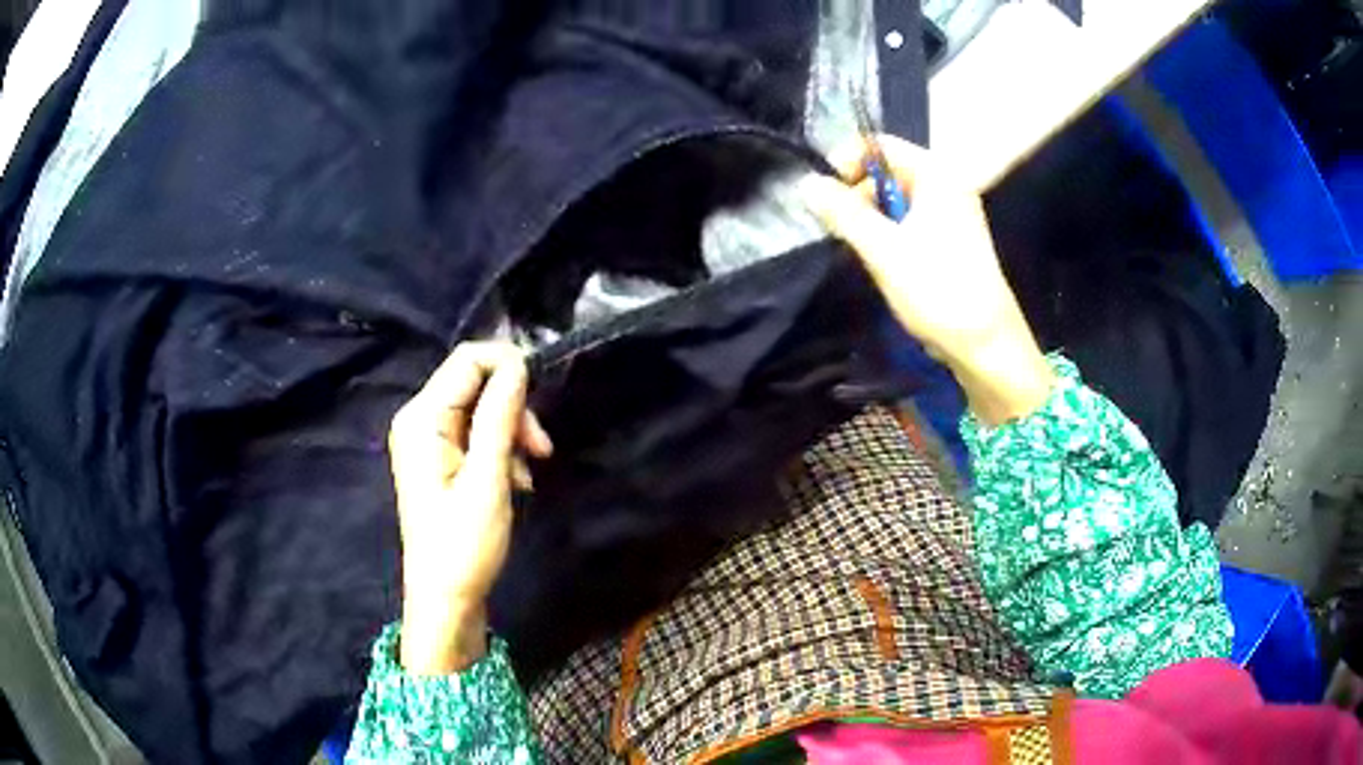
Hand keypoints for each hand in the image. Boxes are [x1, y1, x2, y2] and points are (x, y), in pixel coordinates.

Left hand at [387, 342, 552, 673]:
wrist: (445, 598)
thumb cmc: (464, 544)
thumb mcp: (488, 479)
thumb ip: (499, 416)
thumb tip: (518, 363)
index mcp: (422, 418)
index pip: (467, 359)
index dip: (508, 365)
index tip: (542, 397)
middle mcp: (419, 419)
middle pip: (475, 382)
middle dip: (513, 406)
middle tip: (541, 448)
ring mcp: (428, 439)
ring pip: (481, 408)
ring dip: (512, 431)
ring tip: (530, 470)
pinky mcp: (440, 458)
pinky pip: (476, 433)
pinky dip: (502, 449)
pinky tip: (516, 480)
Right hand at [798, 135, 1054, 425]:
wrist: (986, 345)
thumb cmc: (937, 289)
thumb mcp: (883, 248)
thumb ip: (842, 212)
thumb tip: (806, 183)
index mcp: (936, 175)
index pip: (880, 146)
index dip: (847, 162)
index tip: (826, 196)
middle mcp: (946, 186)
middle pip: (887, 173)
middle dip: (857, 196)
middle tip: (841, 231)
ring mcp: (951, 215)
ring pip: (896, 202)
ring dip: (871, 220)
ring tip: (861, 252)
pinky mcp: (951, 242)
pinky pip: (910, 224)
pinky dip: (889, 236)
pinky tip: (882, 263)